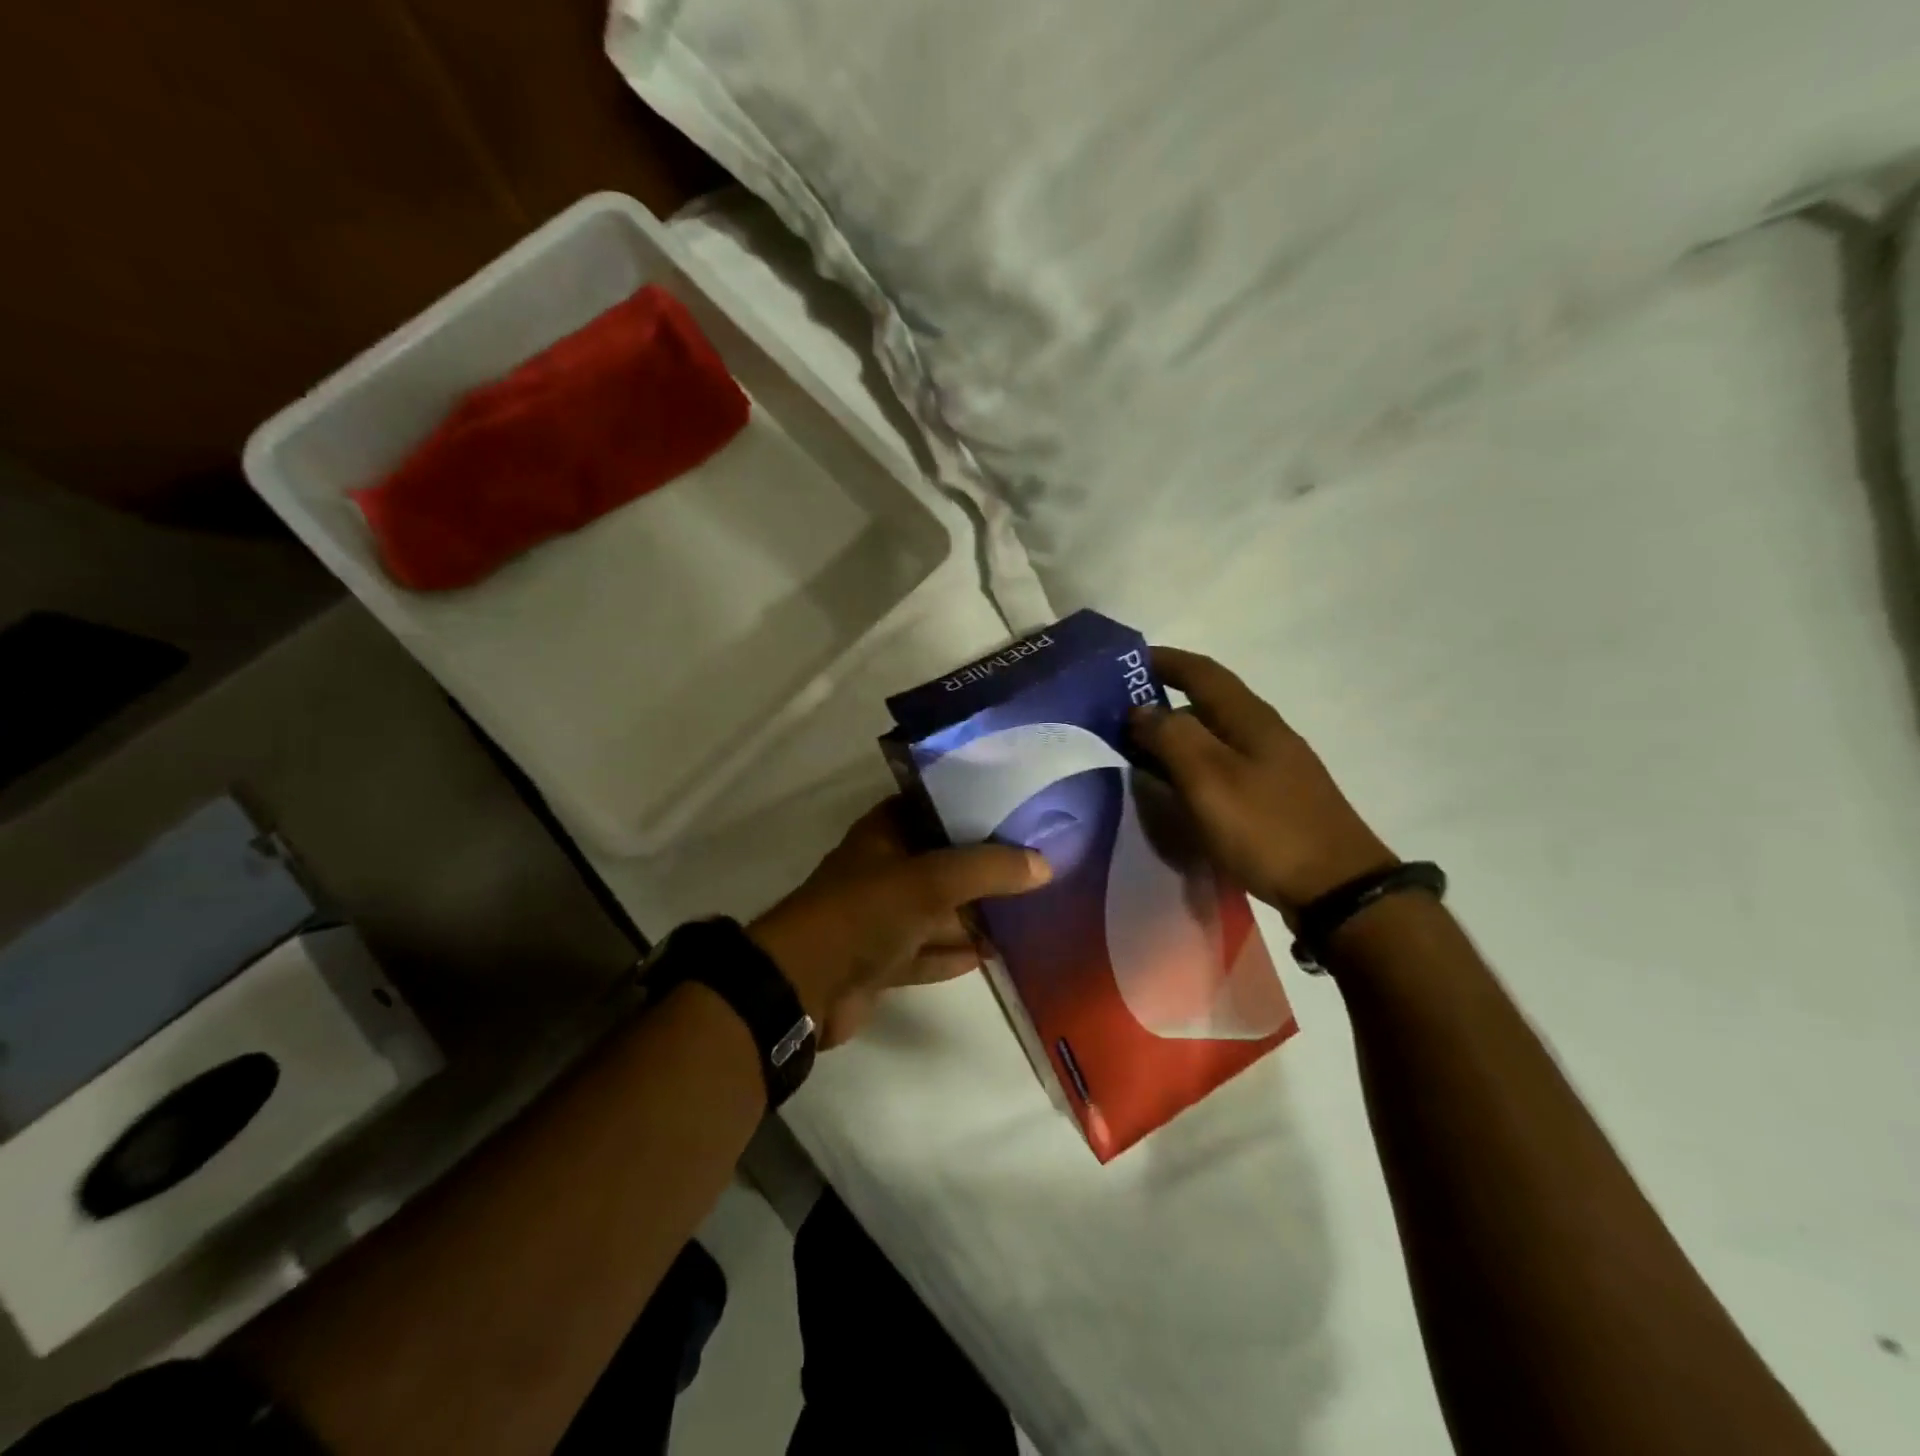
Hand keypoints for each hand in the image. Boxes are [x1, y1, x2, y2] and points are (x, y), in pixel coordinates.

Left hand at [748, 799, 1051, 1045]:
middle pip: (941, 861)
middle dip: (983, 866)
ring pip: (937, 910)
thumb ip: (989, 868)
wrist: (803, 987)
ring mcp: (881, 918)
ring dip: (974, 914)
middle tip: (1035, 863)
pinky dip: (956, 953)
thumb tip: (1045, 864)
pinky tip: (994, 953)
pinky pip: (928, 951)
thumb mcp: (931, 880)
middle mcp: (883, 870)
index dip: (972, 805)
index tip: (1018, 807)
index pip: (933, 807)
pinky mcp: (882, 961)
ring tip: (1027, 909)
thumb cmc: (865, 912)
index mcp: (885, 834)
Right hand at [1129, 647, 1395, 917]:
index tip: (1124, 663)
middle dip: (1161, 704)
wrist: (1337, 889)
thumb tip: (1141, 710)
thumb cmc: (1267, 827)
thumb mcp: (1210, 779)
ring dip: (1175, 738)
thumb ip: (1171, 737)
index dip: (1163, 660)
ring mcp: (1273, 766)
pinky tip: (1176, 791)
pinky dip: (1191, 768)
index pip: (1201, 671)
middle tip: (1117, 721)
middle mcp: (1263, 732)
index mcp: (1250, 718)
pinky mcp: (1273, 797)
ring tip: (1136, 755)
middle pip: (1206, 704)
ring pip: (1213, 738)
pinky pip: (1222, 768)